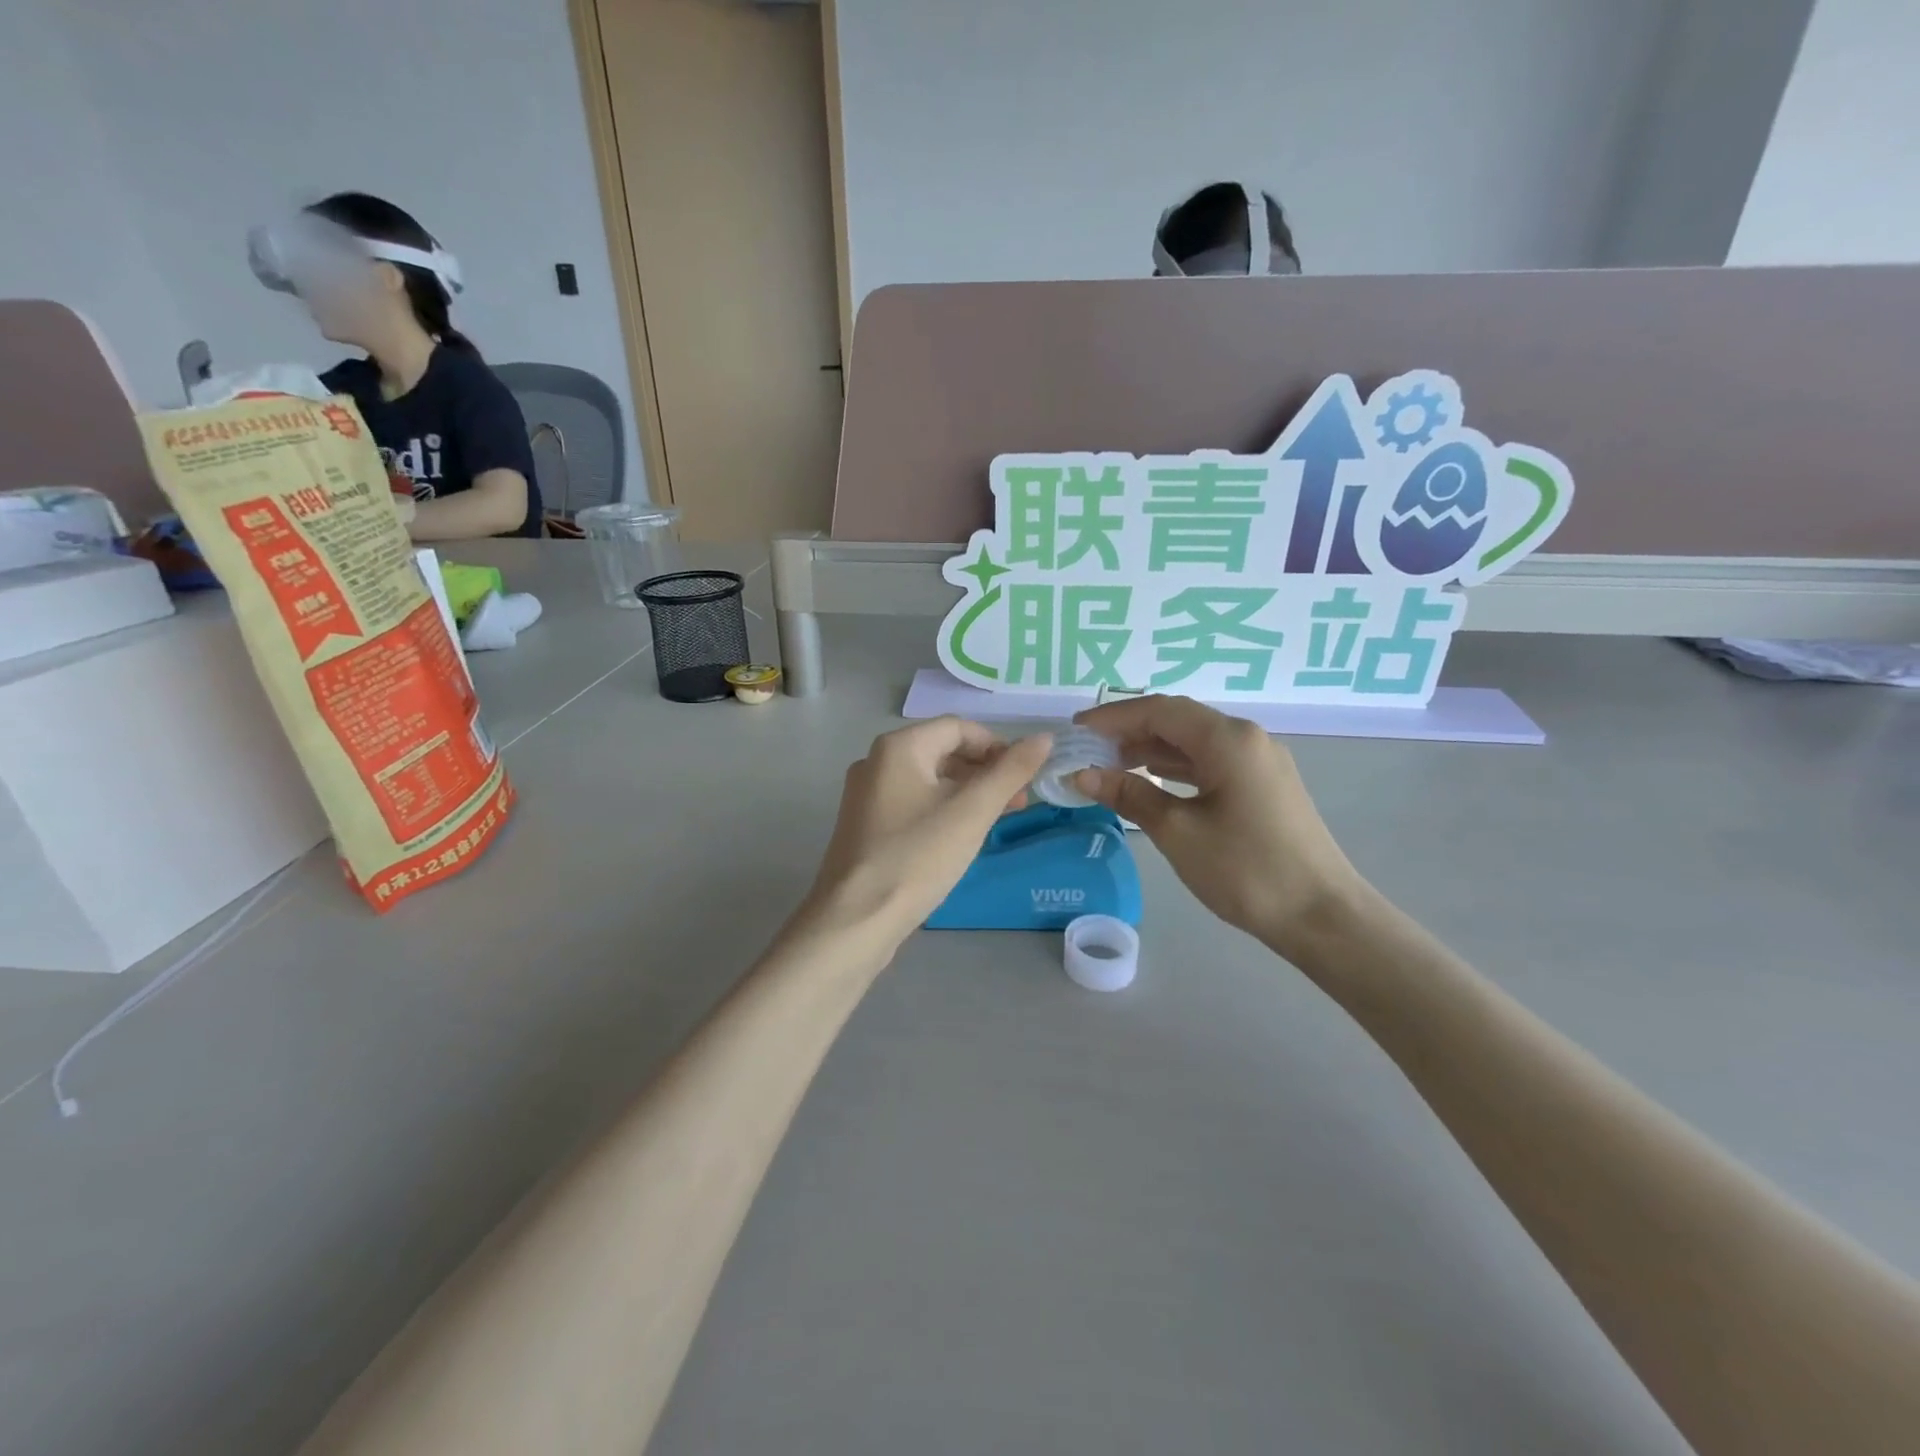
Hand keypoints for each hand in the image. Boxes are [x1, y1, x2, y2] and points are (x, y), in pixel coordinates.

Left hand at [800, 719, 1052, 954]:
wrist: (855, 920)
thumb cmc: (917, 857)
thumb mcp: (973, 812)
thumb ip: (1011, 771)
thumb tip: (1045, 737)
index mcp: (898, 747)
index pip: (959, 728)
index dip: (998, 746)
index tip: (1026, 777)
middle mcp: (876, 762)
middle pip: (943, 751)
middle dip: (985, 772)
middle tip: (1019, 802)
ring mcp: (866, 796)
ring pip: (929, 781)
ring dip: (967, 793)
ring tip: (997, 820)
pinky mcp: (866, 826)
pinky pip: (913, 804)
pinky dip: (943, 811)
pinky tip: (961, 837)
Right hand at [1071, 695, 1362, 953]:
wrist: (1321, 916)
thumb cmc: (1245, 869)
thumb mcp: (1177, 831)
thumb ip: (1129, 795)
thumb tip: (1083, 774)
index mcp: (1228, 739)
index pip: (1159, 710)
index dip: (1113, 716)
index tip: (1075, 729)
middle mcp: (1246, 738)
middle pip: (1178, 720)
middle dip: (1130, 730)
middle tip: (1088, 749)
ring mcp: (1259, 762)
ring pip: (1194, 742)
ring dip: (1151, 749)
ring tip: (1109, 764)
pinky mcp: (1263, 786)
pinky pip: (1210, 762)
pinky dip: (1175, 767)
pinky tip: (1151, 780)